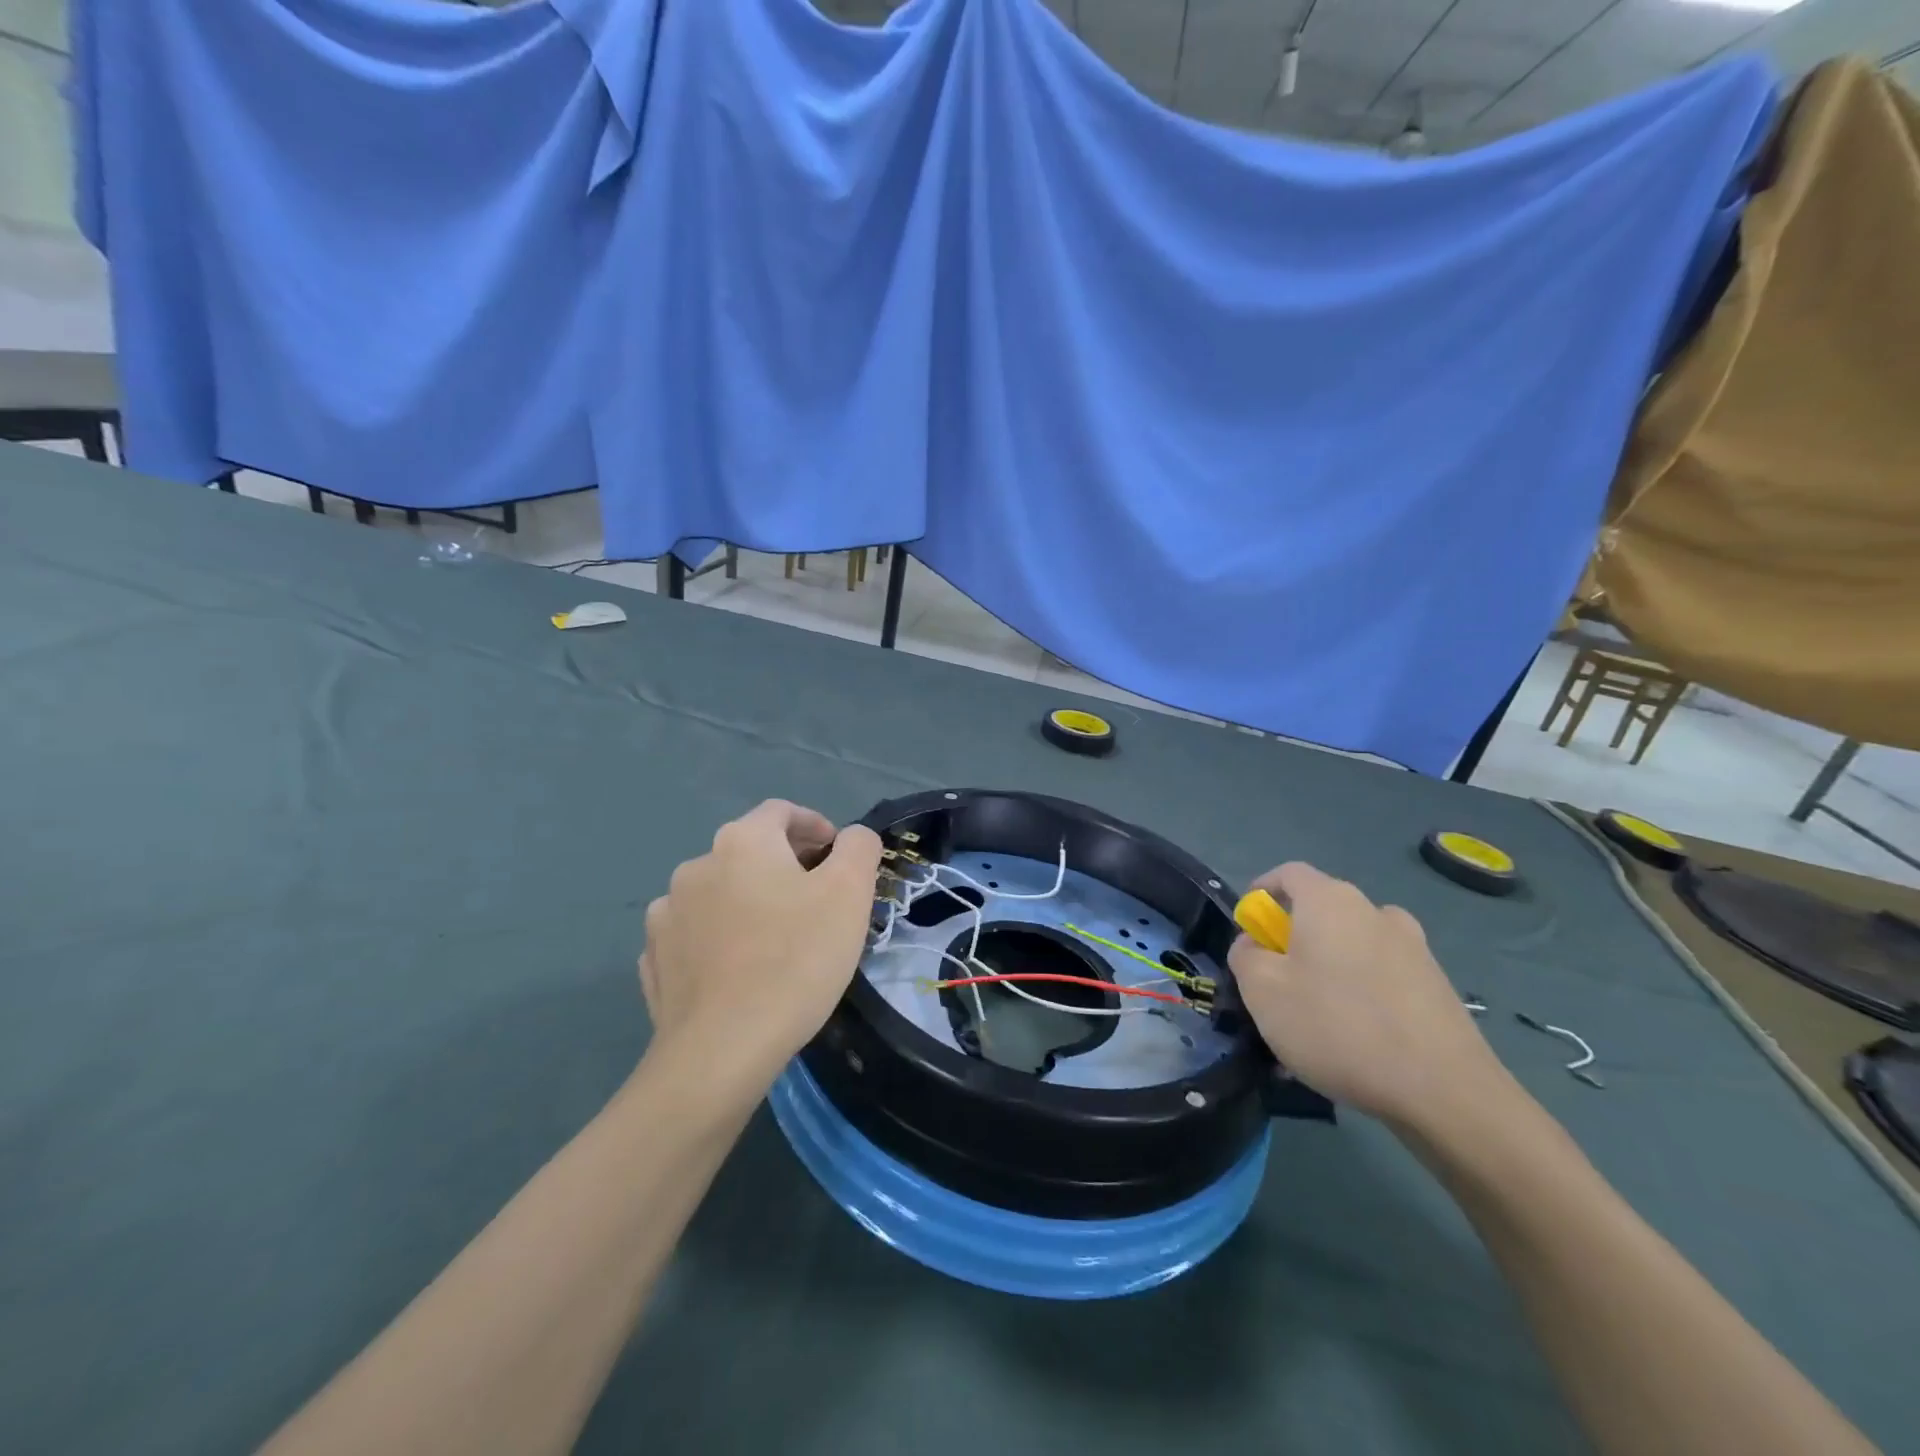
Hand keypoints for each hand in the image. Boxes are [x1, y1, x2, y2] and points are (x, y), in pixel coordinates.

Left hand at [640, 801, 884, 1081]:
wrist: (722, 1050)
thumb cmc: (796, 959)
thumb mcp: (850, 893)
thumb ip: (858, 847)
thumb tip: (850, 837)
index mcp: (742, 841)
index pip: (781, 811)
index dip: (815, 825)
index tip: (837, 856)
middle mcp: (695, 866)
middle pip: (749, 850)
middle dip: (786, 866)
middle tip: (818, 901)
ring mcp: (666, 915)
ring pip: (720, 893)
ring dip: (749, 902)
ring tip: (777, 940)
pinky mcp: (654, 960)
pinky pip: (695, 935)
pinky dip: (719, 938)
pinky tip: (739, 969)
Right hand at [1227, 862, 1512, 1129]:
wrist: (1444, 1091)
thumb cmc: (1337, 1027)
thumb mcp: (1262, 992)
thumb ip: (1246, 956)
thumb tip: (1254, 944)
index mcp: (1330, 901)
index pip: (1289, 873)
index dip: (1262, 891)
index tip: (1248, 926)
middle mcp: (1374, 911)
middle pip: (1322, 910)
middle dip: (1294, 937)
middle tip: (1277, 980)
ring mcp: (1413, 947)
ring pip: (1354, 944)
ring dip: (1330, 966)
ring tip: (1317, 1016)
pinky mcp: (1437, 985)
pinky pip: (1383, 975)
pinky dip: (1362, 992)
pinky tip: (1356, 1039)